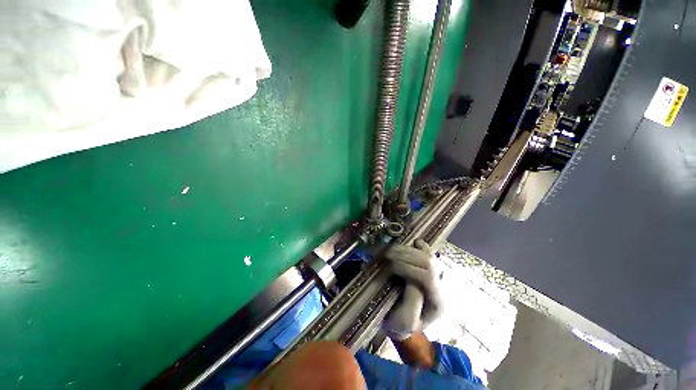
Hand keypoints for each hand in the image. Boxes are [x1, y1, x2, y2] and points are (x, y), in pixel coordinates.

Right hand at [383, 239, 443, 340]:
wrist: (402, 322)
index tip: (390, 266)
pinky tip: (413, 241)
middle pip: (429, 262)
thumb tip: (411, 280)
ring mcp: (436, 275)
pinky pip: (428, 252)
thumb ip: (411, 304)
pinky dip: (421, 245)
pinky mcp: (429, 268)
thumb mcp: (403, 323)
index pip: (428, 278)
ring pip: (427, 255)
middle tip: (387, 254)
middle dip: (406, 255)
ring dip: (407, 249)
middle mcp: (441, 286)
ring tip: (390, 249)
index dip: (408, 268)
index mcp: (437, 302)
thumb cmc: (401, 325)